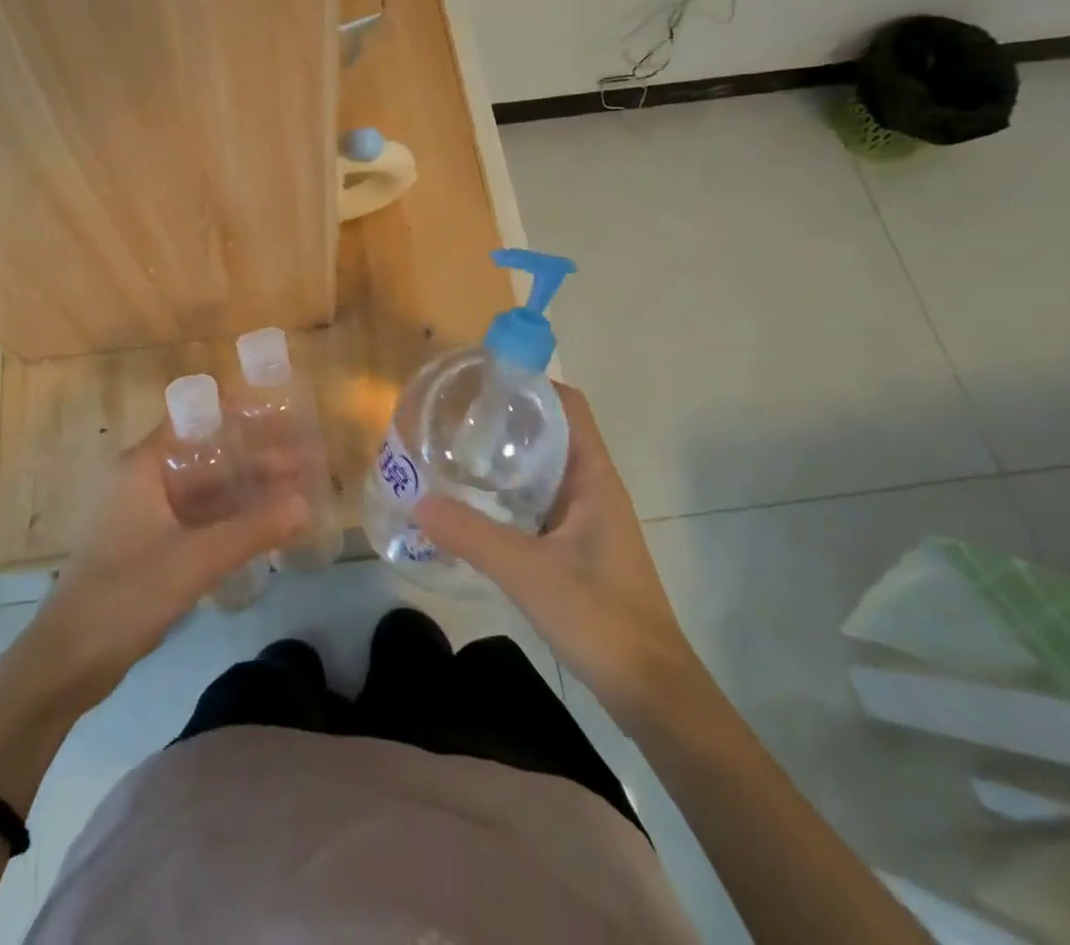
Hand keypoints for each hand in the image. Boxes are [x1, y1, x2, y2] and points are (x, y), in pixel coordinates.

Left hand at [20, 421, 310, 709]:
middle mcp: (142, 480)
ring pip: (204, 490)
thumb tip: (306, 505)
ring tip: (295, 491)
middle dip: (254, 458)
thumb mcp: (195, 560)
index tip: (282, 416)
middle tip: (305, 460)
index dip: (240, 416)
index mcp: (143, 466)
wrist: (64, 663)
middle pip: (206, 457)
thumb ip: (253, 531)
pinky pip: (196, 519)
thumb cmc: (124, 595)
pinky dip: (228, 519)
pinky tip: (263, 527)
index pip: (196, 420)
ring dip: (245, 491)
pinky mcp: (147, 545)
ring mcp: (144, 514)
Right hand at [414, 383, 700, 724]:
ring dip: (506, 455)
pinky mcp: (577, 546)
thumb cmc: (601, 617)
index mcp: (593, 477)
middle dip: (506, 417)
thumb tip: (417, 500)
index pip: (567, 405)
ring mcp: (586, 518)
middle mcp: (592, 487)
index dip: (530, 383)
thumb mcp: (529, 572)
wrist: (651, 691)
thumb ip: (472, 535)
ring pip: (543, 468)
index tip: (483, 378)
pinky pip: (538, 501)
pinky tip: (474, 504)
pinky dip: (509, 492)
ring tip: (455, 449)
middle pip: (550, 431)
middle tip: (454, 414)